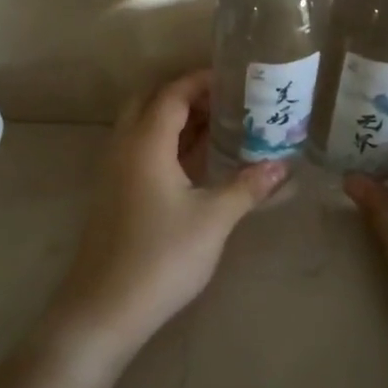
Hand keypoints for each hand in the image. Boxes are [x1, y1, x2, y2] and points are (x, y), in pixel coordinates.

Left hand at [50, 71, 285, 361]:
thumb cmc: (162, 257)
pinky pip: (140, 150)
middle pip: (151, 102)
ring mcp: (114, 171)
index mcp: (146, 142)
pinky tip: (194, 163)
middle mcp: (124, 147)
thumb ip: (247, 187)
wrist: (105, 308)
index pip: (172, 93)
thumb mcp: (213, 219)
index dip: (201, 81)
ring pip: (143, 127)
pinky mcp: (114, 193)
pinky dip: (166, 143)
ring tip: (218, 126)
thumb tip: (282, 166)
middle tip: (225, 102)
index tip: (234, 79)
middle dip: (186, 95)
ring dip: (175, 120)